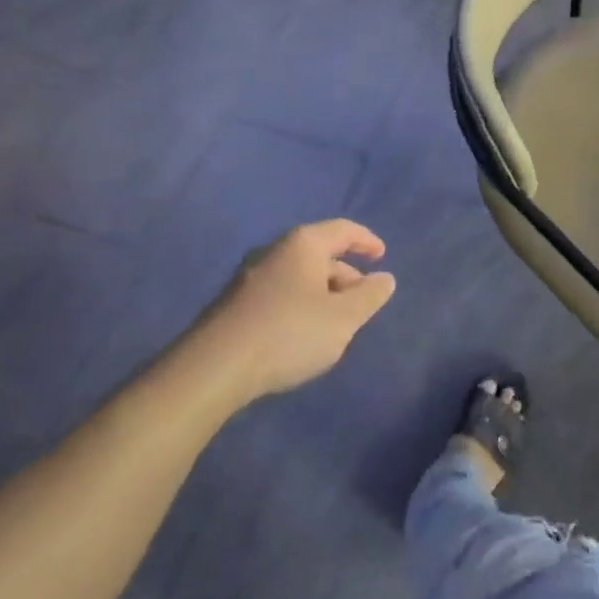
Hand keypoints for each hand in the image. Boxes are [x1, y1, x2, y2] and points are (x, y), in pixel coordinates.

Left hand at [188, 220, 397, 400]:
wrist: (214, 367)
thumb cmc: (288, 333)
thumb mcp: (343, 318)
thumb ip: (369, 296)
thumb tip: (384, 278)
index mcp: (303, 244)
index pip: (343, 230)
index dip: (366, 241)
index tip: (382, 256)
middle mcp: (275, 251)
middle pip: (320, 253)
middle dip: (345, 274)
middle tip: (362, 301)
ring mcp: (250, 276)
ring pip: (298, 275)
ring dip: (323, 292)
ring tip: (335, 322)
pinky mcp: (234, 302)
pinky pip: (279, 292)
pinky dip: (300, 304)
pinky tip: (302, 333)